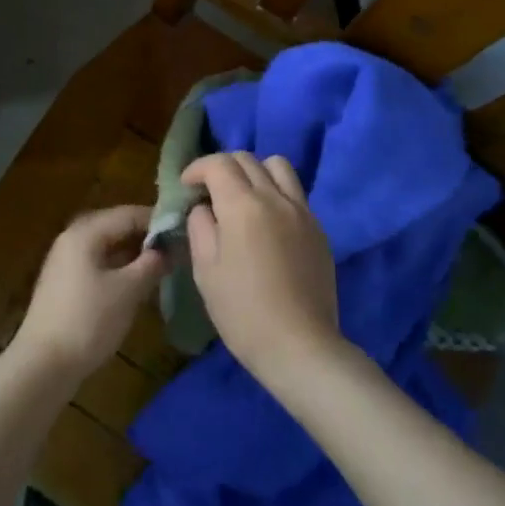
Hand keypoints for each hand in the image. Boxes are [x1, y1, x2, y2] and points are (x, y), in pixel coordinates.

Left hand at [13, 206, 167, 385]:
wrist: (43, 365)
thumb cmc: (89, 320)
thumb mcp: (128, 290)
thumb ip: (152, 264)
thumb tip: (170, 248)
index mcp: (85, 233)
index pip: (128, 214)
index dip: (158, 220)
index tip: (186, 230)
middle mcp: (72, 239)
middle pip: (116, 228)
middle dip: (146, 237)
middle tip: (177, 248)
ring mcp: (66, 263)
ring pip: (107, 248)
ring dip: (134, 254)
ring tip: (164, 265)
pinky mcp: (65, 285)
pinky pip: (98, 265)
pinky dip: (120, 269)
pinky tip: (139, 283)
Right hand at [183, 153, 343, 393]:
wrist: (300, 346)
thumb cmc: (242, 311)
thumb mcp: (206, 270)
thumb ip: (200, 227)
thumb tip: (203, 207)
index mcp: (243, 205)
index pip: (218, 163)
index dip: (197, 168)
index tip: (186, 186)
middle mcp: (275, 198)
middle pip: (247, 159)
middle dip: (222, 167)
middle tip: (208, 191)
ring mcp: (302, 211)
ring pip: (278, 166)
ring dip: (254, 171)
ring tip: (242, 198)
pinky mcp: (318, 228)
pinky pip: (294, 192)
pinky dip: (275, 192)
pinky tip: (266, 222)